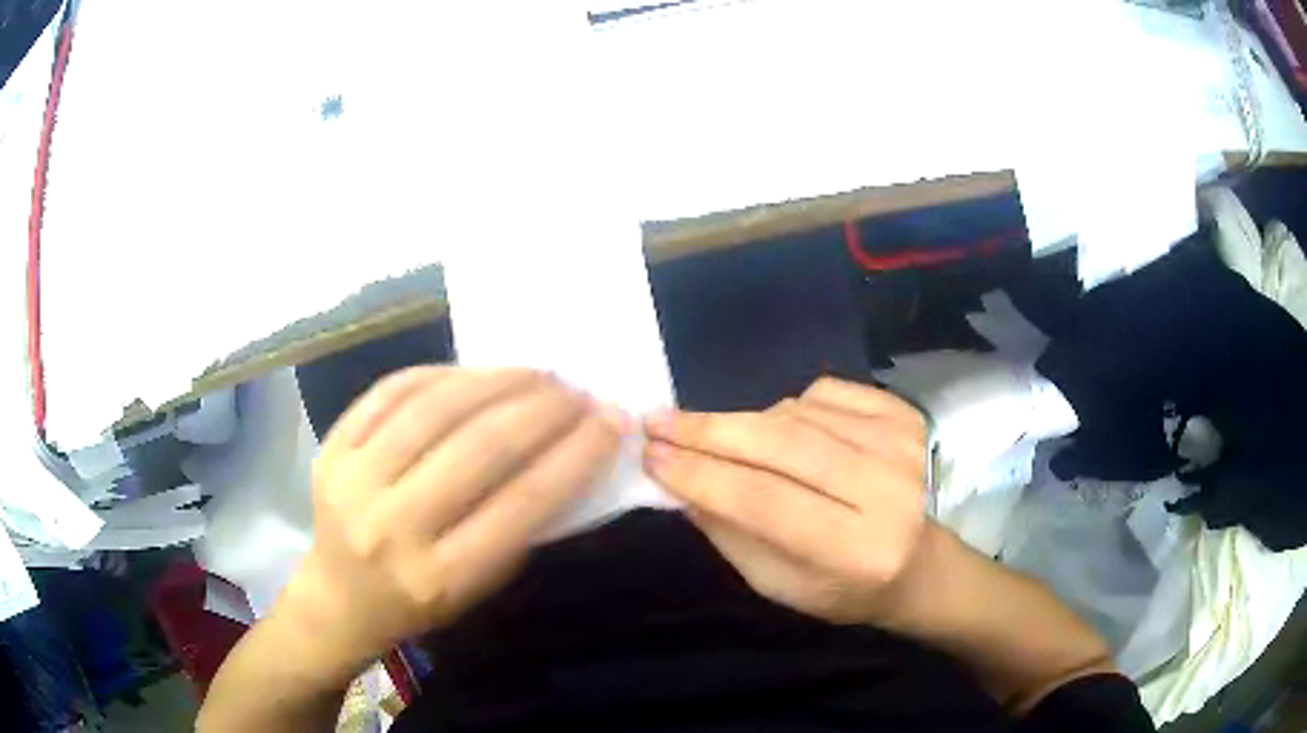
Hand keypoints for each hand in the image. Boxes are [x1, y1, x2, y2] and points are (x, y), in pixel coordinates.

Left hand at [279, 367, 624, 685]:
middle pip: (479, 448)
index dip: (577, 455)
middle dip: (543, 409)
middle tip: (578, 390)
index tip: (612, 421)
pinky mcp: (331, 448)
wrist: (338, 599)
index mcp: (440, 577)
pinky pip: (392, 391)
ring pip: (436, 409)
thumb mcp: (480, 588)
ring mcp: (352, 481)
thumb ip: (518, 528)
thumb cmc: (419, 604)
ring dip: (498, 381)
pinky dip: (442, 374)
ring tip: (537, 373)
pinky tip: (477, 373)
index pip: (522, 504)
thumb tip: (565, 451)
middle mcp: (392, 527)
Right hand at [643, 377, 928, 624]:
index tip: (649, 454)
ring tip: (724, 438)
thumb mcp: (775, 583)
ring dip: (747, 422)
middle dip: (709, 430)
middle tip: (657, 422)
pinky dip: (790, 406)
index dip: (700, 474)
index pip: (763, 501)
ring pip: (797, 413)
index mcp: (855, 550)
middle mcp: (886, 491)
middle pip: (782, 445)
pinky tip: (786, 429)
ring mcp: (900, 446)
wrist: (918, 563)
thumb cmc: (841, 587)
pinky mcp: (904, 416)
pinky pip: (824, 392)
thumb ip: (728, 532)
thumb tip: (677, 478)